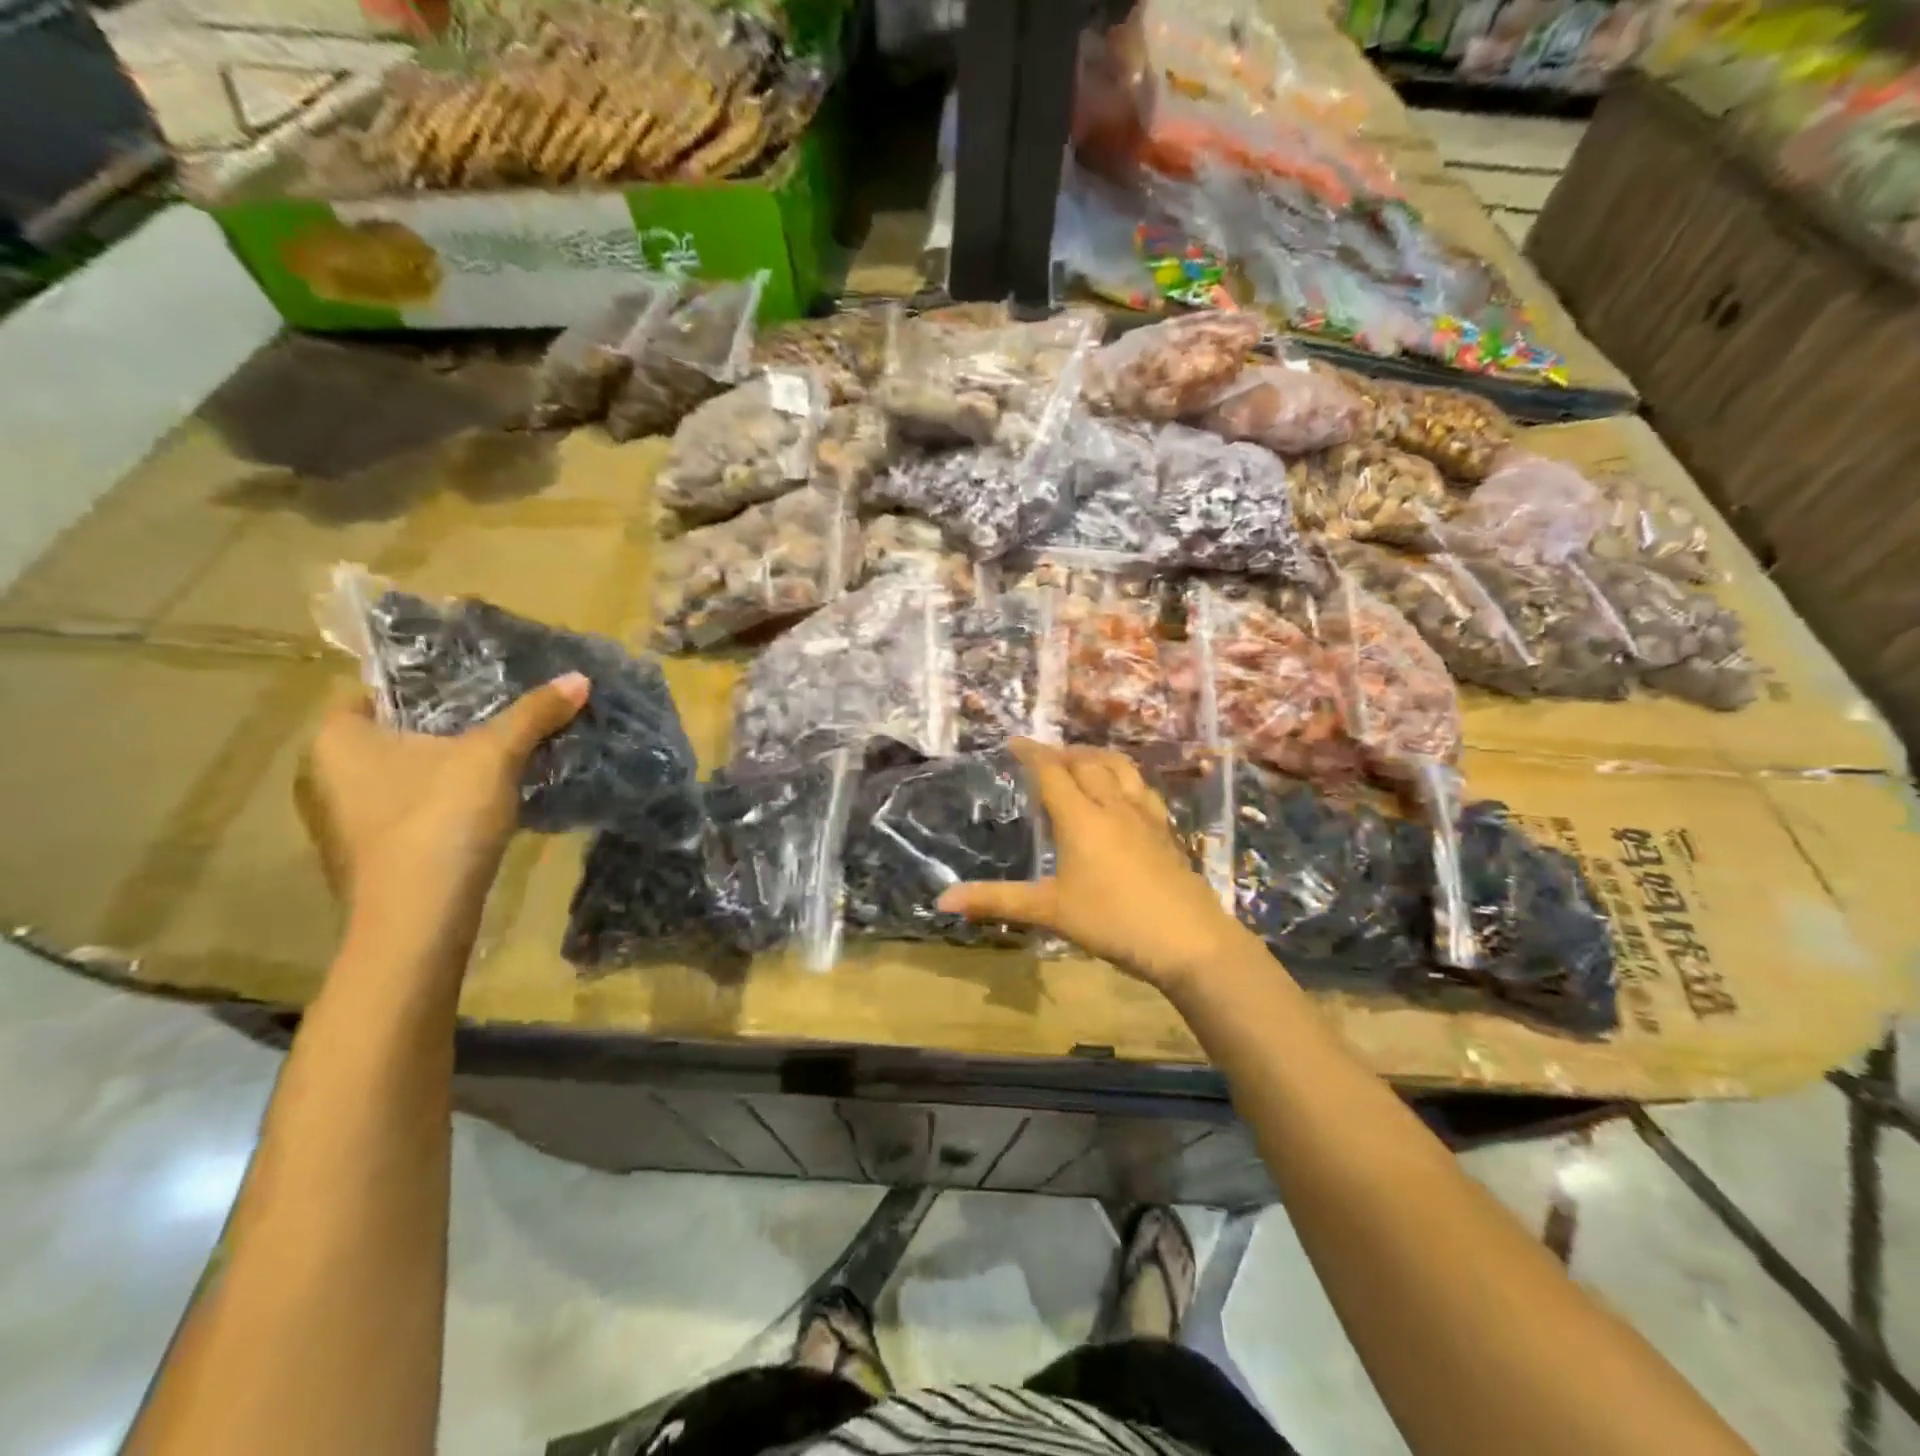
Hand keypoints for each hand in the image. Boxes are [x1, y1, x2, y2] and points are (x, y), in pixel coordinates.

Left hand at [297, 674, 588, 930]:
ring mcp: (343, 821)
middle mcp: (324, 775)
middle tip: (498, 715)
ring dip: (447, 768)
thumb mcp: (494, 756)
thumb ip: (533, 714)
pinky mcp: (370, 855)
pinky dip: (443, 802)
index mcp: (335, 738)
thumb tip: (579, 678)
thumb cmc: (439, 820)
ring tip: (501, 757)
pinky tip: (485, 805)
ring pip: (403, 775)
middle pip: (394, 733)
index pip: (375, 689)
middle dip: (445, 726)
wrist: (418, 921)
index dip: (425, 681)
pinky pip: (410, 810)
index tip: (474, 682)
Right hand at [936, 740, 1254, 991]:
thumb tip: (942, 900)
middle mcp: (1113, 806)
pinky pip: (1142, 790)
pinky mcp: (1166, 832)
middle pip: (1087, 762)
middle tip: (1045, 757)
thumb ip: (997, 901)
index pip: (1052, 772)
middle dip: (1063, 753)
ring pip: (1120, 769)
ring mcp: (1145, 817)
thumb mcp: (1050, 911)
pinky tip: (1124, 795)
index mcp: (1081, 818)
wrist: (1188, 940)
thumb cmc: (1112, 921)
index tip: (1015, 742)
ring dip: (1096, 757)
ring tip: (1082, 762)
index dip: (1032, 753)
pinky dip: (1125, 779)